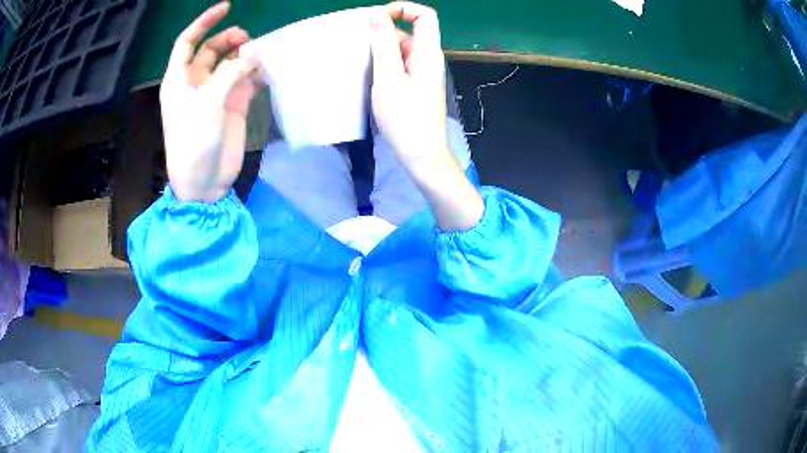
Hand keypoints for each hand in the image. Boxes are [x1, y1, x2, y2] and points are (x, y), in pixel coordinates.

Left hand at [160, 2, 260, 202]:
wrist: (204, 182)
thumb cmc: (193, 143)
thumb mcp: (207, 104)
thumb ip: (231, 73)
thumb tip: (256, 51)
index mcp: (179, 80)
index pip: (187, 42)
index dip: (204, 23)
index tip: (226, 7)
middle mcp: (196, 83)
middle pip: (212, 50)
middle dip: (229, 39)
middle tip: (248, 40)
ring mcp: (216, 94)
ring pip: (232, 63)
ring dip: (246, 55)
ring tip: (262, 54)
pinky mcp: (233, 105)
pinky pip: (246, 80)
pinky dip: (257, 73)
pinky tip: (269, 70)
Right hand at [370, 2, 448, 167]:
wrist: (422, 155)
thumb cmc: (405, 118)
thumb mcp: (388, 78)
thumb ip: (384, 43)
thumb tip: (377, 13)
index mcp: (428, 52)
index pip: (425, 16)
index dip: (404, 8)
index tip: (378, 17)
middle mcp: (429, 58)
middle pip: (409, 32)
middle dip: (384, 32)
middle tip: (358, 45)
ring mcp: (423, 73)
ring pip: (402, 49)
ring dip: (381, 50)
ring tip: (358, 61)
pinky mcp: (416, 85)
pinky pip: (400, 65)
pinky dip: (385, 64)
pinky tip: (368, 75)